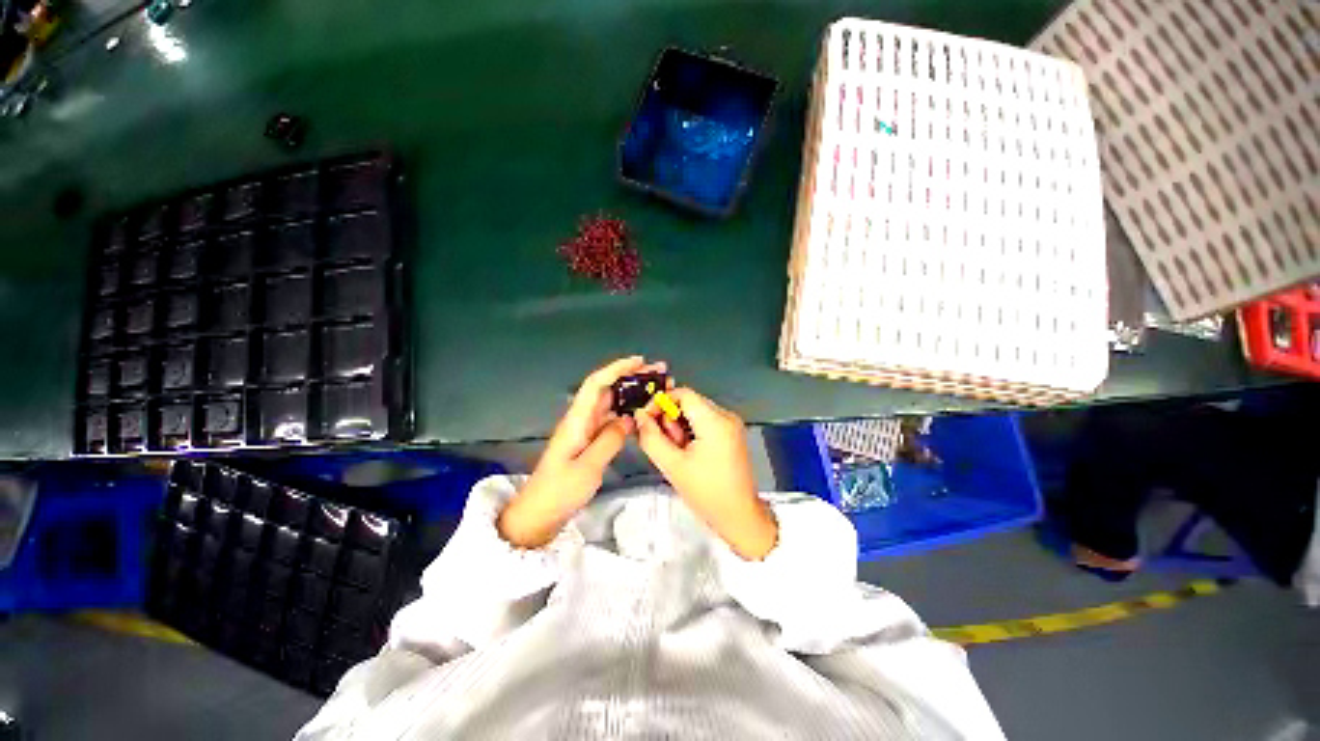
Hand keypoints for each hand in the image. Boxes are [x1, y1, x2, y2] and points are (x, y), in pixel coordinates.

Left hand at [497, 356, 662, 547]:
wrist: (539, 514)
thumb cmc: (559, 491)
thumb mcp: (588, 467)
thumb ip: (609, 440)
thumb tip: (628, 419)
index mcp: (577, 419)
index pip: (597, 383)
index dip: (617, 368)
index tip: (640, 362)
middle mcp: (582, 418)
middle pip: (607, 389)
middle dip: (631, 377)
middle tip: (658, 374)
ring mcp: (586, 430)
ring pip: (611, 403)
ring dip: (632, 394)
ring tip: (656, 390)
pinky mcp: (590, 441)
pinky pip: (612, 420)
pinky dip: (628, 413)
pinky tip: (643, 415)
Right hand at [633, 388, 777, 559]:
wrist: (739, 515)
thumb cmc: (705, 492)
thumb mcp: (672, 465)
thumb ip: (651, 437)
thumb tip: (639, 415)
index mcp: (715, 421)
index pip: (683, 393)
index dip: (662, 402)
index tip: (648, 420)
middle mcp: (727, 416)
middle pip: (690, 402)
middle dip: (671, 418)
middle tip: (665, 443)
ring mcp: (732, 423)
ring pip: (696, 411)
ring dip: (681, 425)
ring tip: (678, 451)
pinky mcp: (733, 432)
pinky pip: (706, 421)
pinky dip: (692, 430)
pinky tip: (689, 452)